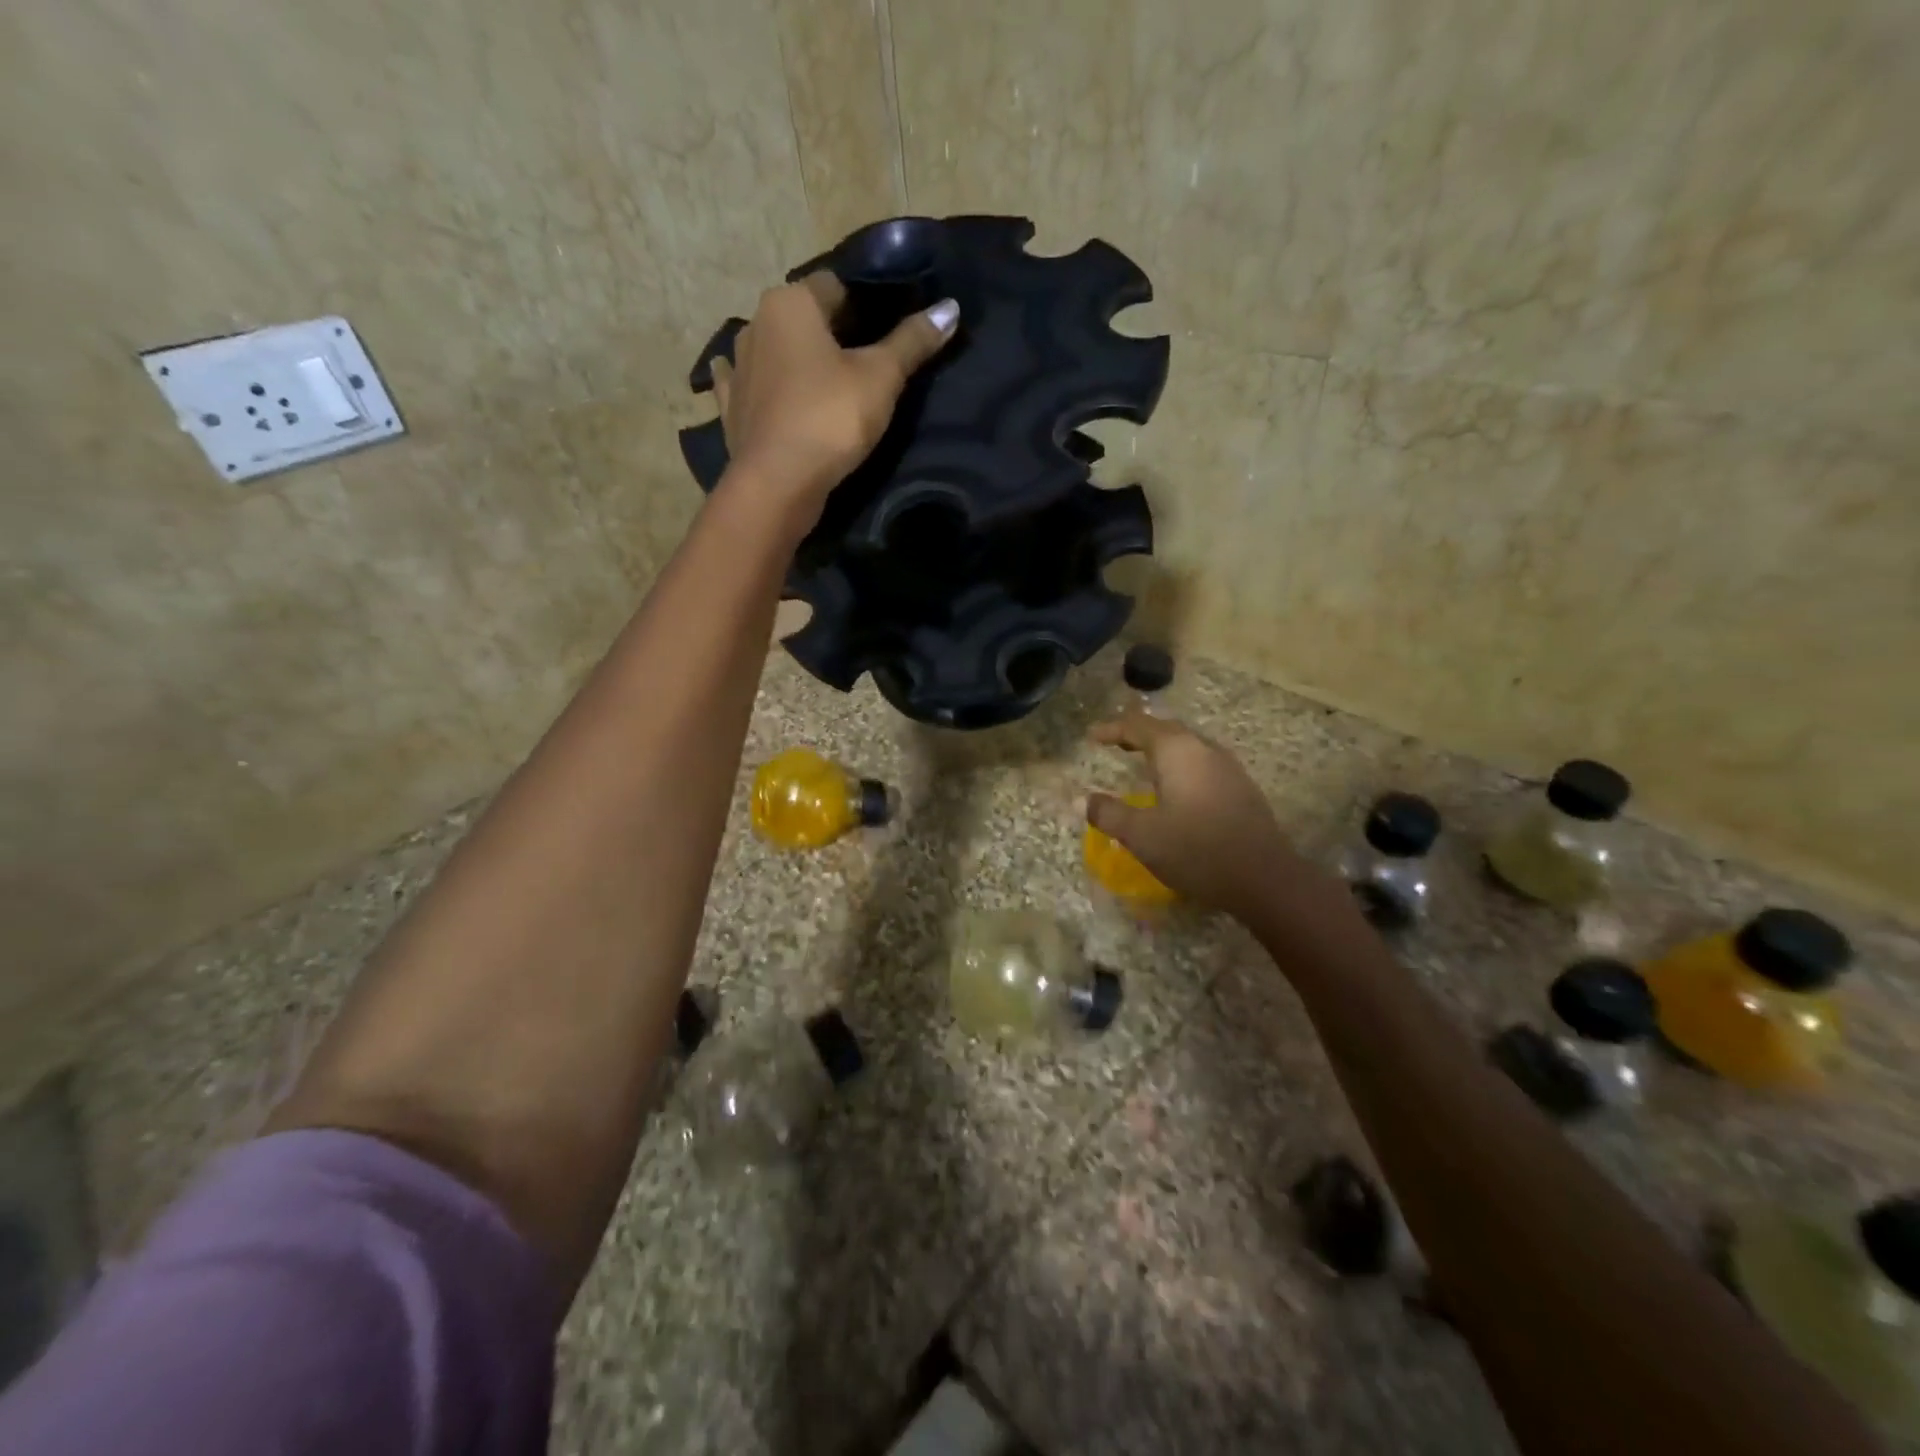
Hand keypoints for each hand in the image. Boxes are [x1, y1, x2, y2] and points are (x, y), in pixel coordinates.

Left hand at [712, 273, 957, 523]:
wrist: (777, 484)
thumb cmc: (831, 419)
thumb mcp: (882, 378)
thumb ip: (912, 342)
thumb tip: (950, 307)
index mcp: (790, 302)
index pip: (836, 286)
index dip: (866, 306)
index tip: (888, 335)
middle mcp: (754, 322)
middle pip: (804, 319)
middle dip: (831, 334)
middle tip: (866, 366)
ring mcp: (736, 366)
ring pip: (774, 350)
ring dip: (794, 359)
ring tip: (825, 387)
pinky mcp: (728, 407)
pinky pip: (748, 385)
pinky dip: (762, 386)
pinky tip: (771, 394)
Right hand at [1086, 711, 1301, 917]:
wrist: (1265, 879)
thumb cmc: (1196, 850)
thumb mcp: (1142, 835)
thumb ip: (1109, 814)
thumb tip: (1080, 800)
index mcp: (1176, 751)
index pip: (1138, 726)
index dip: (1112, 728)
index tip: (1092, 736)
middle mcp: (1204, 749)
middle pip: (1166, 729)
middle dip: (1138, 733)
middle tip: (1115, 742)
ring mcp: (1228, 767)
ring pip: (1187, 745)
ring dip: (1161, 748)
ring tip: (1142, 760)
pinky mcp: (1241, 788)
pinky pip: (1202, 762)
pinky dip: (1180, 764)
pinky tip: (1177, 786)